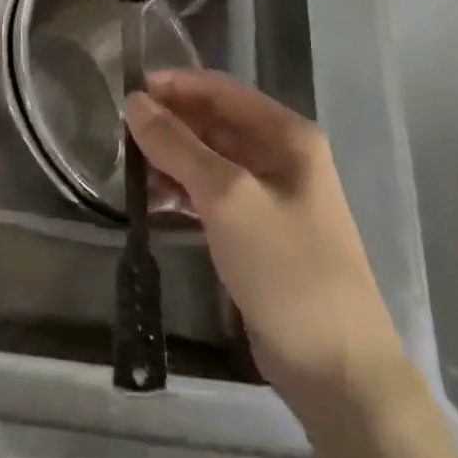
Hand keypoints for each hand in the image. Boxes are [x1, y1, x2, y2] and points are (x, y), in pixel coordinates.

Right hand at [123, 70, 403, 408]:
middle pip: (214, 121)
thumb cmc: (287, 268)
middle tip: (120, 133)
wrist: (337, 372)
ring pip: (209, 158)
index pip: (220, 89)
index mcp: (286, 134)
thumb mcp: (227, 197)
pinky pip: (212, 193)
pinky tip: (151, 201)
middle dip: (169, 123)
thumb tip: (134, 102)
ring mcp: (270, 195)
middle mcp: (280, 155)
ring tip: (129, 169)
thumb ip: (177, 145)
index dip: (174, 85)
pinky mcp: (257, 230)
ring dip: (171, 158)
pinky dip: (182, 191)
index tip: (127, 92)